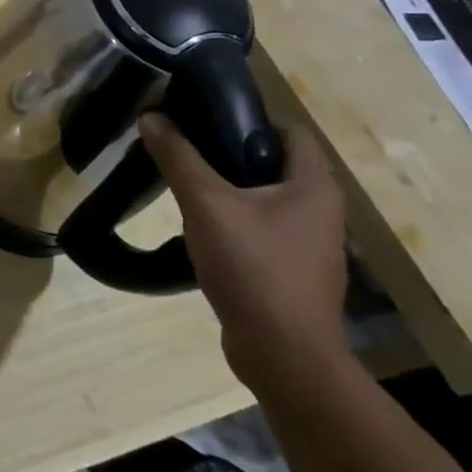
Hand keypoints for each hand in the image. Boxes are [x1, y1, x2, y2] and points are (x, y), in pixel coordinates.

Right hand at [137, 114, 349, 393]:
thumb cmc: (254, 267)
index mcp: (314, 186)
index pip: (288, 131)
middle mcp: (321, 211)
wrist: (283, 355)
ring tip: (184, 185)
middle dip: (228, 152)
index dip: (248, 117)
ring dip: (227, 189)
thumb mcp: (206, 203)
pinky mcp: (292, 271)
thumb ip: (178, 157)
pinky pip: (260, 230)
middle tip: (184, 148)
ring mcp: (309, 245)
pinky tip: (199, 228)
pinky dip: (232, 221)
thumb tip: (151, 115)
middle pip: (272, 163)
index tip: (203, 115)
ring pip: (264, 199)